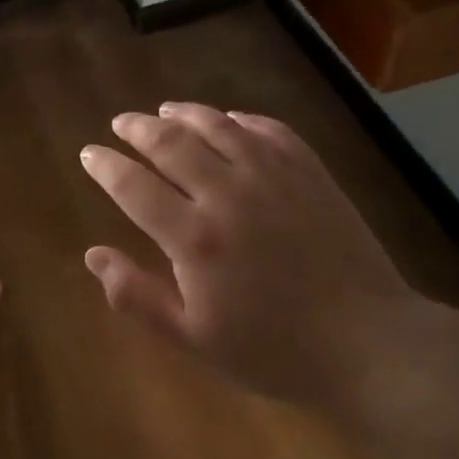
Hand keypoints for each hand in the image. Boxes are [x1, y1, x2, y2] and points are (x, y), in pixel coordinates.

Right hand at [79, 103, 421, 402]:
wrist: (370, 345)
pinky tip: (229, 120)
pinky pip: (268, 129)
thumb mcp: (194, 338)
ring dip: (184, 113)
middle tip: (121, 123)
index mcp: (194, 238)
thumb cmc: (274, 349)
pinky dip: (241, 119)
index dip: (105, 166)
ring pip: (217, 126)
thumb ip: (137, 296)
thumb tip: (93, 255)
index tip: (89, 153)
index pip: (133, 186)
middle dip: (137, 128)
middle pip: (170, 143)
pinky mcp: (310, 173)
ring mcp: (273, 177)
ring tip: (165, 109)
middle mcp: (228, 194)